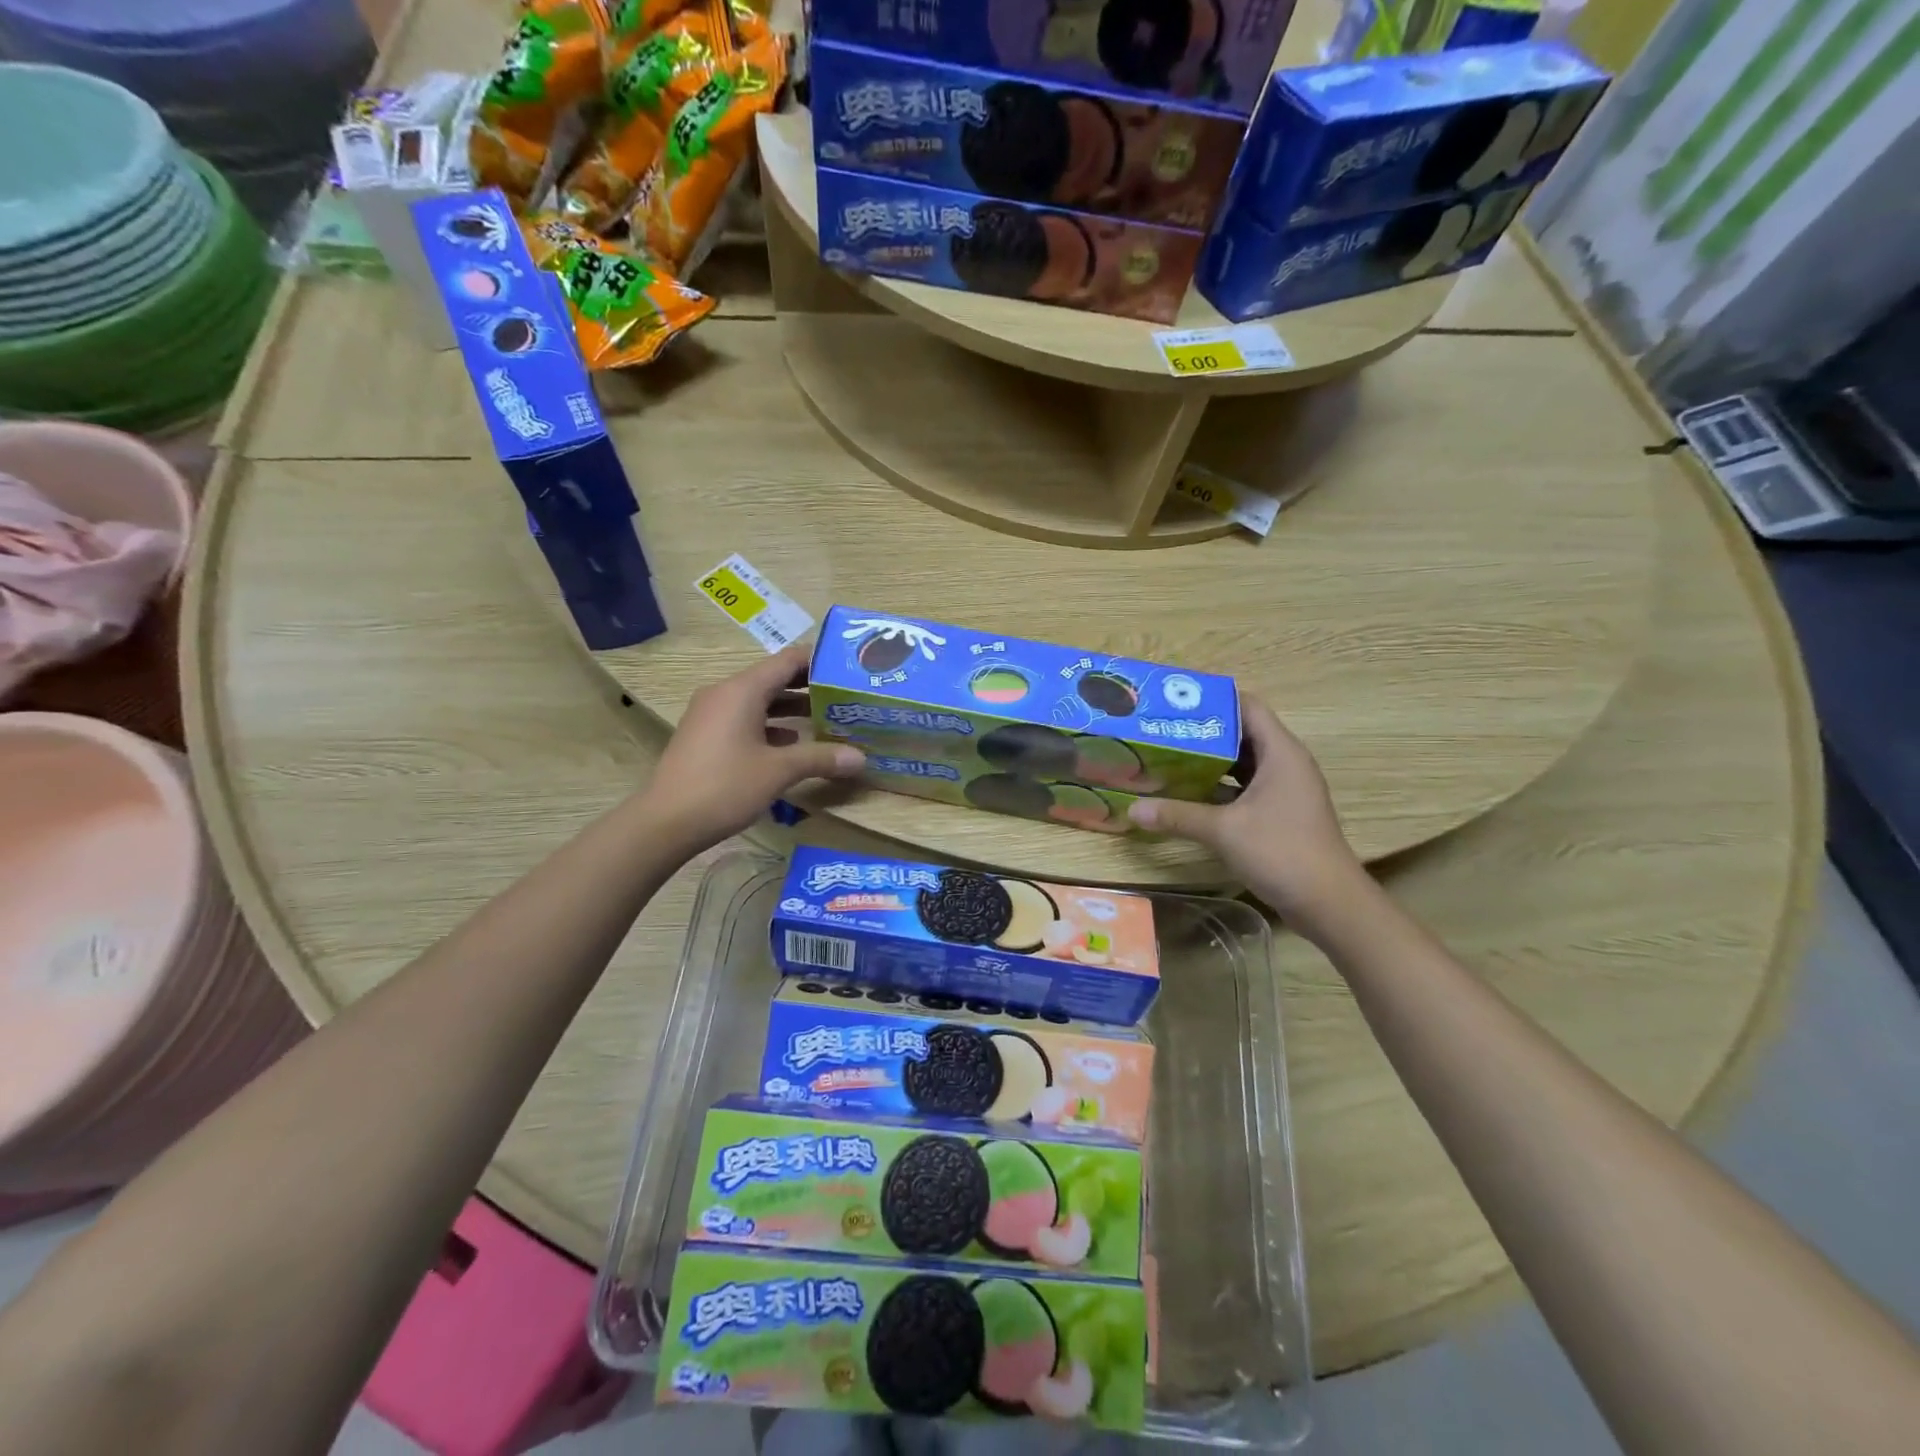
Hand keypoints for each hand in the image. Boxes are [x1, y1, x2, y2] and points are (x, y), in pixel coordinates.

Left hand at [642, 644, 865, 852]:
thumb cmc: (725, 786)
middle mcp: (725, 693)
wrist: (665, 822)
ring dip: (791, 708)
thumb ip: (821, 758)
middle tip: (845, 695)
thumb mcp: (779, 771)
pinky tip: (793, 744)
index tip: (848, 668)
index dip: (819, 661)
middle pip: (774, 679)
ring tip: (827, 718)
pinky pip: (745, 719)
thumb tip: (861, 758)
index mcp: (742, 690)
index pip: (787, 660)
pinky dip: (771, 725)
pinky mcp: (706, 736)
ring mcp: (711, 714)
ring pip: (759, 701)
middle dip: (810, 686)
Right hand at [1128, 697, 1367, 930]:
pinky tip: (1188, 792)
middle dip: (1204, 731)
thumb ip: (1177, 815)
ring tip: (1169, 755)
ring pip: (1243, 763)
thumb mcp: (1223, 830)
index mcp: (1280, 753)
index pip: (1247, 707)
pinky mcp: (1280, 813)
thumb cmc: (1282, 852)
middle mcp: (1285, 764)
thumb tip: (1132, 809)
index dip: (1213, 700)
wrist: (1329, 904)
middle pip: (1242, 733)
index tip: (1175, 701)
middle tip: (1163, 729)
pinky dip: (1219, 786)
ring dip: (1210, 760)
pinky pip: (1245, 787)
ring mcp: (1285, 790)